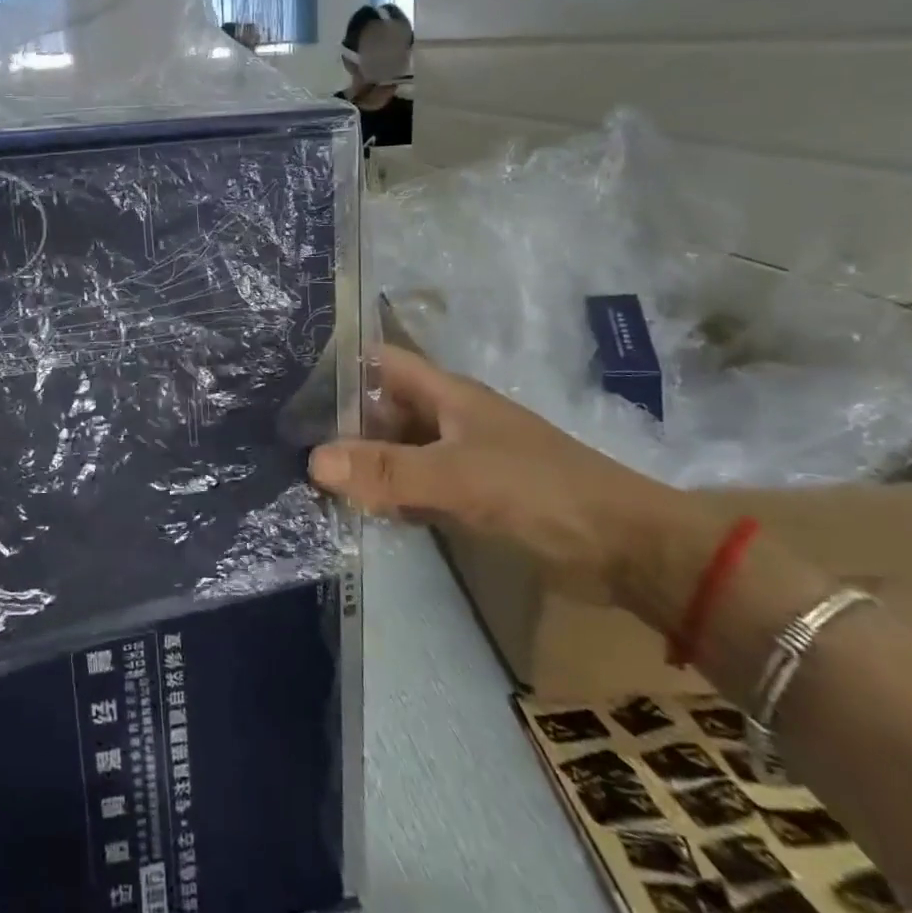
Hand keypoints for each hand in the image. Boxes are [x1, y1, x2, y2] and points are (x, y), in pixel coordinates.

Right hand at [310, 346, 685, 601]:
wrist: (626, 549)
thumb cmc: (541, 493)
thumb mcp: (459, 478)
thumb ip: (389, 471)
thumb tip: (314, 461)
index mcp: (447, 395)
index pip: (382, 363)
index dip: (340, 364)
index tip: (290, 381)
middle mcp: (448, 419)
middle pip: (382, 410)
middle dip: (340, 422)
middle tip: (285, 440)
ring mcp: (460, 459)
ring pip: (397, 452)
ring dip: (362, 462)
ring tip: (305, 476)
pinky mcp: (471, 498)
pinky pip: (415, 488)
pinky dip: (388, 496)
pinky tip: (356, 511)